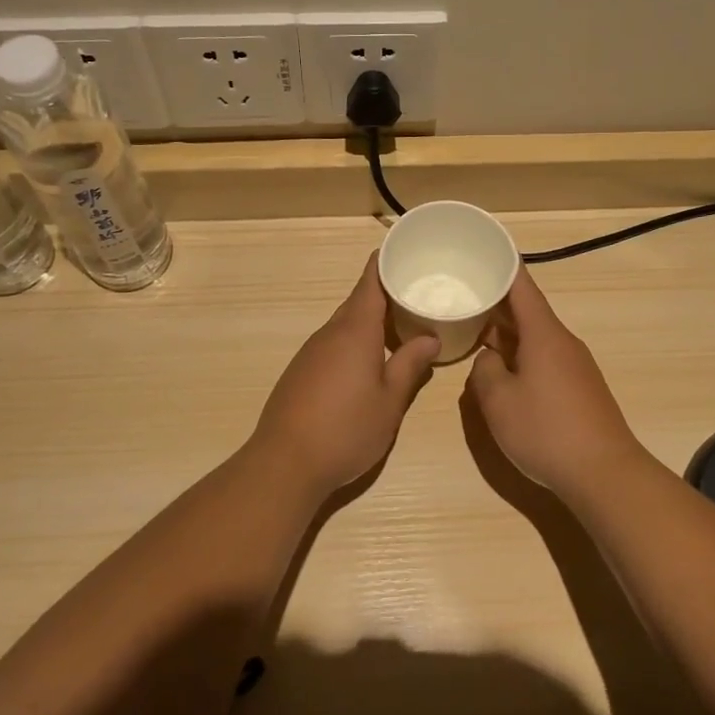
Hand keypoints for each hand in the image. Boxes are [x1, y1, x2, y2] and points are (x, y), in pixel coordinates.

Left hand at [247, 255, 441, 498]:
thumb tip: (430, 337)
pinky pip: (333, 344)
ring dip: (371, 321)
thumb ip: (410, 365)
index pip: (370, 281)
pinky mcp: (301, 372)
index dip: (386, 261)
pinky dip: (355, 342)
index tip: (407, 250)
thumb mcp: (390, 401)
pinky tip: (368, 362)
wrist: (284, 463)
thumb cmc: (346, 429)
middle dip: (386, 294)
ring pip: (346, 325)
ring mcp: (311, 352)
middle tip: (418, 294)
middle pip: (359, 301)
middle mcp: (330, 333)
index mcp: (354, 330)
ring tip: (401, 327)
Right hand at [464, 267, 647, 499]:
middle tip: (463, 296)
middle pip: (528, 311)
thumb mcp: (498, 401)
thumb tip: (488, 361)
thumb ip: (484, 372)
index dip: (502, 266)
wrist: (604, 473)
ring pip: (535, 338)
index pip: (521, 286)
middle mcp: (563, 342)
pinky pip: (544, 359)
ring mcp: (575, 366)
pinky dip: (521, 356)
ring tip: (475, 334)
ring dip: (507, 334)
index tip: (484, 249)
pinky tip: (504, 372)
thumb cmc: (546, 430)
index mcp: (544, 334)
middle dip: (496, 304)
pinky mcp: (580, 388)